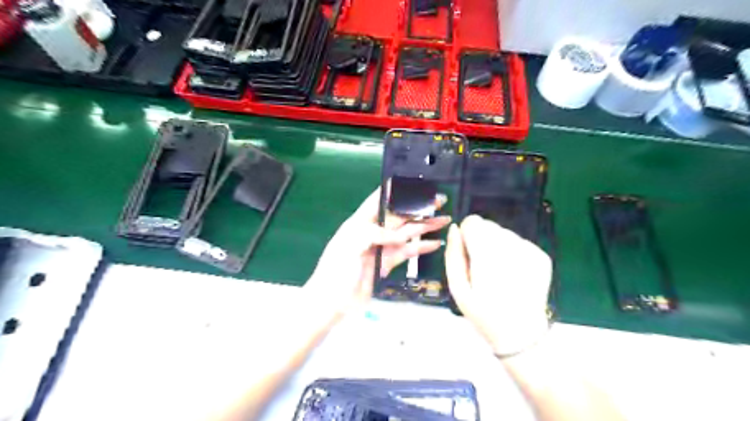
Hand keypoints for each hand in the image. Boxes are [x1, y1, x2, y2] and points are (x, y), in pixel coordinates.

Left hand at [306, 187, 450, 318]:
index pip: (379, 200)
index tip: (415, 183)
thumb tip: (398, 234)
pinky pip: (407, 252)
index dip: (396, 190)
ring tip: (444, 219)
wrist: (332, 302)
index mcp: (360, 222)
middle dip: (419, 208)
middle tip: (440, 200)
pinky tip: (435, 243)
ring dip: (425, 226)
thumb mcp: (349, 245)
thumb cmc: (335, 271)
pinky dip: (421, 247)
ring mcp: (382, 247)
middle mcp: (373, 232)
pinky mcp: (388, 263)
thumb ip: (374, 234)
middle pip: (399, 216)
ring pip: (407, 233)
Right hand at [444, 215, 549, 357]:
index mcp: (487, 255)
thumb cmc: (483, 313)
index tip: (469, 254)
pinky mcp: (542, 256)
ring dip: (497, 246)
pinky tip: (513, 274)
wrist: (521, 333)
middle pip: (489, 225)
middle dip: (482, 240)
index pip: (473, 222)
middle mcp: (511, 247)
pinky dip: (513, 253)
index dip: (467, 236)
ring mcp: (530, 250)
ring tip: (499, 272)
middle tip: (483, 267)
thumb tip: (454, 229)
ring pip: (504, 233)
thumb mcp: (457, 288)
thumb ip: (453, 255)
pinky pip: (519, 242)